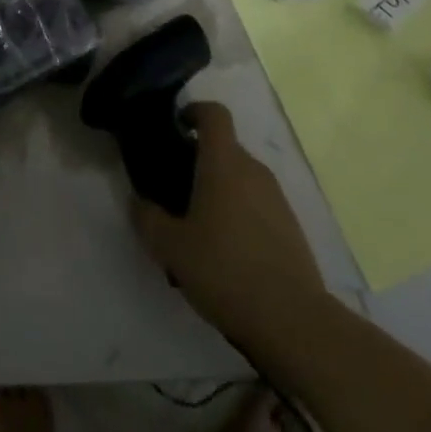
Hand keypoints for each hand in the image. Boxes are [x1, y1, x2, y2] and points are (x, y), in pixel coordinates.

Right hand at [131, 103, 326, 368]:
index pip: (214, 114)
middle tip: (174, 188)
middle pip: (225, 147)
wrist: (293, 320)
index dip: (194, 111)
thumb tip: (137, 201)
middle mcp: (253, 170)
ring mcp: (277, 197)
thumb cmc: (225, 270)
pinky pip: (257, 203)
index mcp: (224, 162)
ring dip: (219, 188)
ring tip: (197, 225)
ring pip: (241, 177)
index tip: (175, 126)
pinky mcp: (291, 226)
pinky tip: (226, 250)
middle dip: (199, 159)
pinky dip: (239, 212)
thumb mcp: (171, 247)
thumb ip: (148, 218)